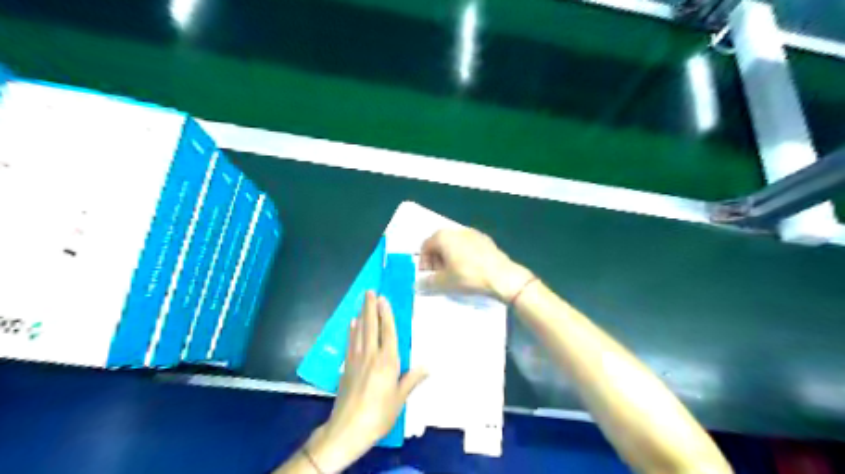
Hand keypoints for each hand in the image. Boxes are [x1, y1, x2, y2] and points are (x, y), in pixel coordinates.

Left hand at [305, 291, 429, 471]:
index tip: (383, 298)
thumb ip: (412, 379)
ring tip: (362, 301)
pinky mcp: (346, 367)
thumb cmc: (379, 414)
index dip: (386, 313)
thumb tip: (428, 365)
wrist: (348, 429)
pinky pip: (350, 343)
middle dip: (370, 307)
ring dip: (361, 314)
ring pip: (359, 331)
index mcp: (387, 361)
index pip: (387, 331)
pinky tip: (351, 324)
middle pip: (370, 326)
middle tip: (369, 291)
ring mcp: (356, 359)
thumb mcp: (400, 399)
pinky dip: (351, 331)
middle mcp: (371, 355)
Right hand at [418, 229, 529, 302]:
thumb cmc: (468, 276)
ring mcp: (473, 233)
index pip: (425, 246)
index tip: (428, 276)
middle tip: (439, 275)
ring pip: (454, 244)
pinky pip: (468, 246)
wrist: (501, 276)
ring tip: (454, 273)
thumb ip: (427, 282)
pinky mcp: (486, 240)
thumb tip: (418, 284)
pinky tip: (470, 269)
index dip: (424, 262)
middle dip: (436, 259)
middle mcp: (456, 230)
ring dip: (450, 257)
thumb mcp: (444, 283)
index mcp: (443, 236)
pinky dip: (464, 255)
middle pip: (440, 243)